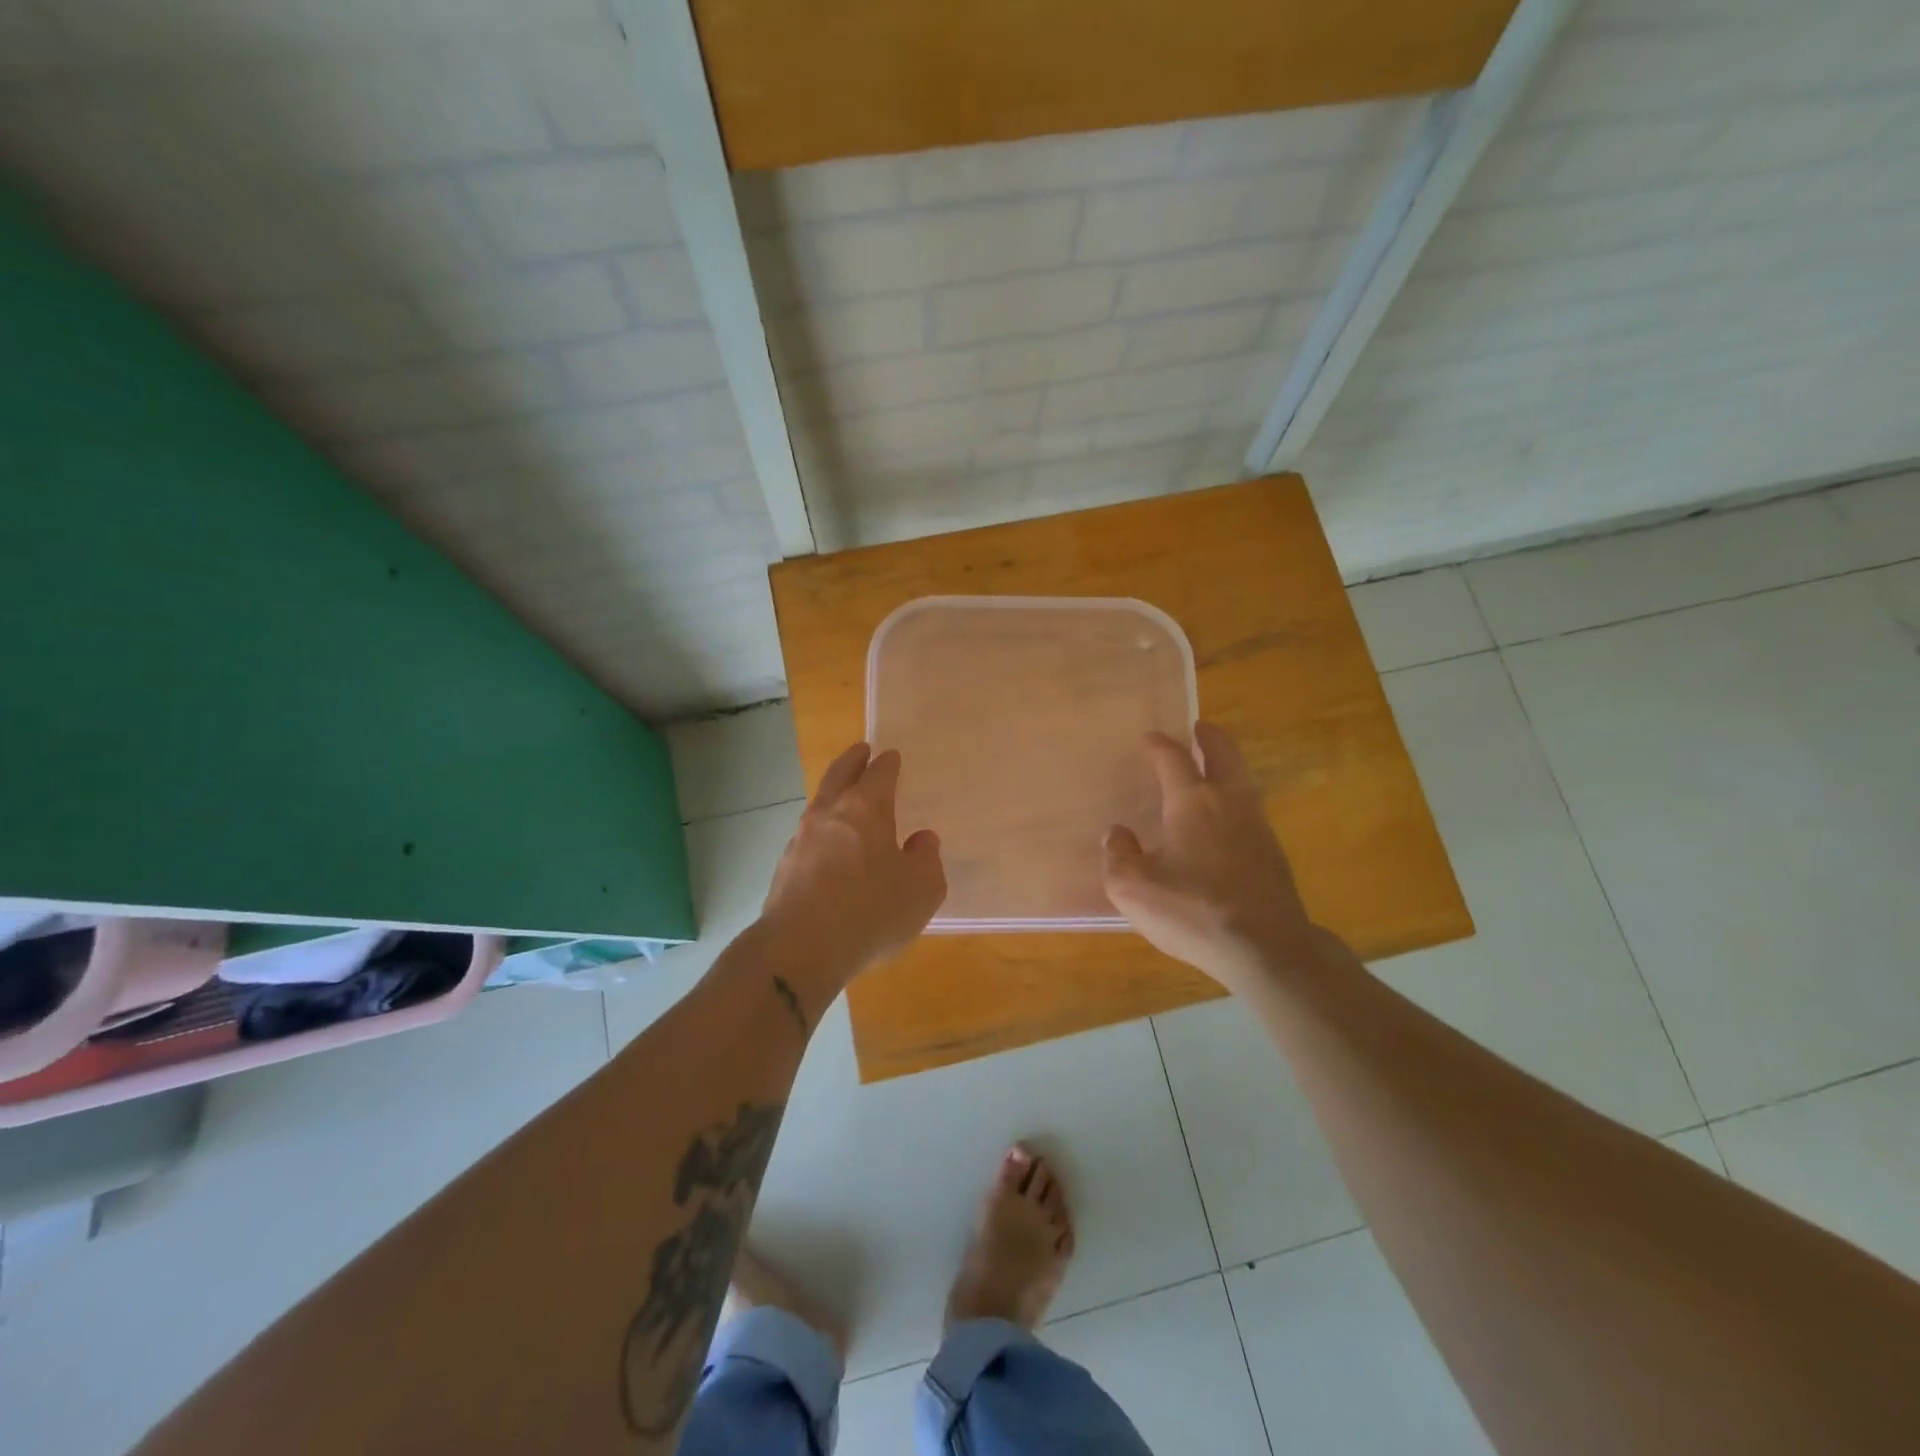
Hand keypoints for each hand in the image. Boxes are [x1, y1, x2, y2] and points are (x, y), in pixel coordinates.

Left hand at [759, 743, 945, 986]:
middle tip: (861, 750)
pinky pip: (809, 836)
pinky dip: (823, 831)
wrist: (801, 948)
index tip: (892, 757)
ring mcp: (801, 838)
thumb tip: (921, 840)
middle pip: (840, 775)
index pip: (879, 773)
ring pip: (820, 804)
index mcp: (866, 808)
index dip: (888, 763)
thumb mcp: (921, 888)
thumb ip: (927, 858)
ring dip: (834, 794)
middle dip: (852, 760)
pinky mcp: (785, 867)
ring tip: (846, 797)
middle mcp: (830, 814)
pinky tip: (830, 847)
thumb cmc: (871, 910)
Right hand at [1102, 722, 1315, 992]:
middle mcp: (1228, 802)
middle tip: (1199, 728)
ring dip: (1227, 766)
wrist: (1266, 948)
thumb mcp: (1133, 888)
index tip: (1150, 737)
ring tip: (1211, 769)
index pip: (1174, 759)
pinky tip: (1224, 820)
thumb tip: (1118, 833)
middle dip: (1210, 737)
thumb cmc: (1193, 911)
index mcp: (1192, 802)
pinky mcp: (1272, 853)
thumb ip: (1118, 855)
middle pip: (1224, 754)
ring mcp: (1257, 826)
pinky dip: (1235, 798)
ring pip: (1243, 780)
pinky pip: (1250, 809)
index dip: (1160, 744)